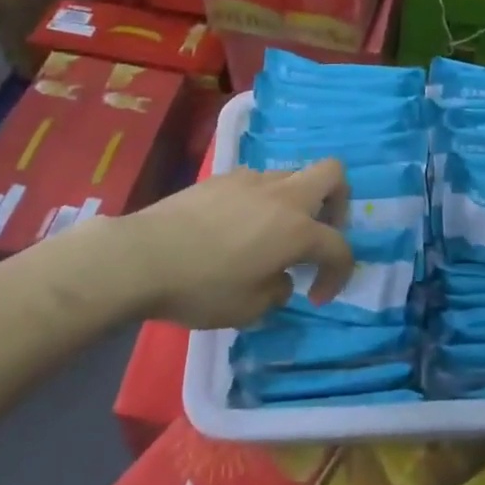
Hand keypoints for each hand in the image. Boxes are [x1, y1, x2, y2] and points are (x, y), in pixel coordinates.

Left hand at [126, 161, 353, 329]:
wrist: (144, 255)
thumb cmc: (202, 287)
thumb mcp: (249, 309)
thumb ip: (277, 290)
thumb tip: (279, 276)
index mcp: (297, 229)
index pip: (339, 246)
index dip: (339, 274)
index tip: (317, 297)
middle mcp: (282, 196)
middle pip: (332, 174)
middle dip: (338, 202)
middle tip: (319, 233)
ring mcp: (252, 180)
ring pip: (292, 176)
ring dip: (295, 202)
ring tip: (271, 235)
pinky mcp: (223, 176)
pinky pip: (257, 182)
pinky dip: (261, 200)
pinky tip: (236, 226)